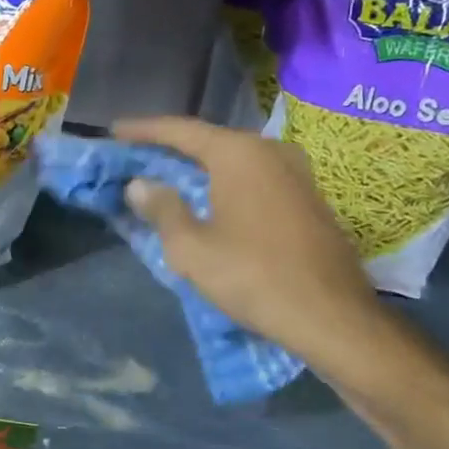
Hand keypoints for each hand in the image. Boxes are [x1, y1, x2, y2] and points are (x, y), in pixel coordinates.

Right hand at [114, 116, 384, 372]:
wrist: (333, 318)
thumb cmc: (254, 277)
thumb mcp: (192, 248)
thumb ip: (162, 209)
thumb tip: (141, 185)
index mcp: (239, 154)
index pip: (180, 130)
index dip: (143, 129)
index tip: (115, 130)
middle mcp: (270, 151)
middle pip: (209, 141)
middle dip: (171, 148)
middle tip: (137, 155)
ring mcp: (296, 173)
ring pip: (234, 159)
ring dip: (199, 166)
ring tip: (167, 175)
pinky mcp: (308, 198)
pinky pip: (254, 176)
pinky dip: (224, 181)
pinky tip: (209, 197)